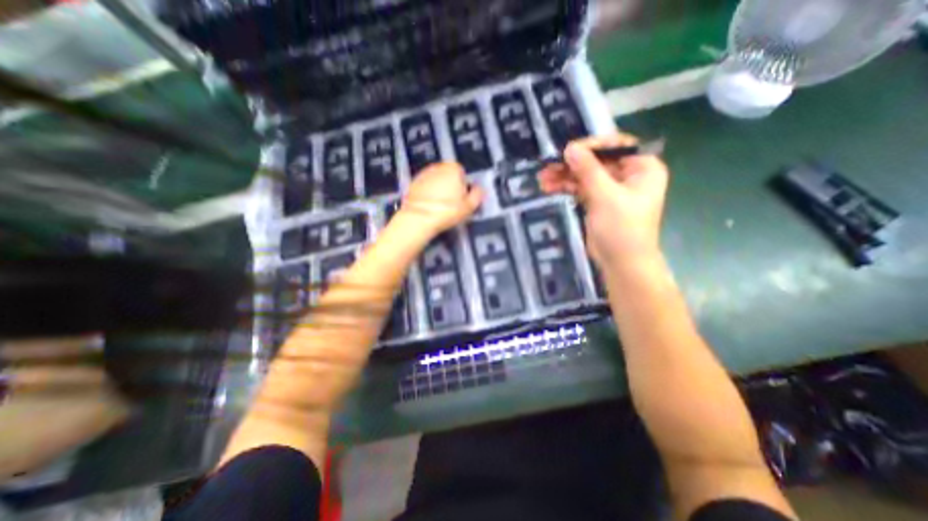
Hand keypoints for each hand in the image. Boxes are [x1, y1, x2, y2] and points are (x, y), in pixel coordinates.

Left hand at [400, 163, 485, 235]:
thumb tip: (479, 189)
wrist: (419, 219)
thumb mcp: (470, 206)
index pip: (462, 173)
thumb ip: (477, 194)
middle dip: (450, 186)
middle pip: (448, 175)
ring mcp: (423, 174)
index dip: (463, 186)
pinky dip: (426, 193)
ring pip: (435, 180)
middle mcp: (437, 166)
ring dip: (438, 189)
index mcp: (453, 168)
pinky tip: (428, 206)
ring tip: (438, 206)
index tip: (461, 199)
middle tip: (450, 204)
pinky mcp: (412, 183)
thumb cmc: (448, 211)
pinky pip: (424, 187)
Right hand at [537, 133, 666, 269]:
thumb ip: (587, 170)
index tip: (568, 150)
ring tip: (543, 179)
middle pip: (596, 161)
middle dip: (571, 164)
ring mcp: (611, 190)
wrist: (621, 263)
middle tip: (548, 166)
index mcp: (641, 168)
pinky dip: (566, 188)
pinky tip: (549, 187)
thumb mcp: (605, 195)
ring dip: (565, 176)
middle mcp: (628, 175)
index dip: (591, 146)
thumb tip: (569, 148)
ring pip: (585, 175)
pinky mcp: (598, 202)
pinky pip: (581, 189)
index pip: (615, 146)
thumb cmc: (621, 228)